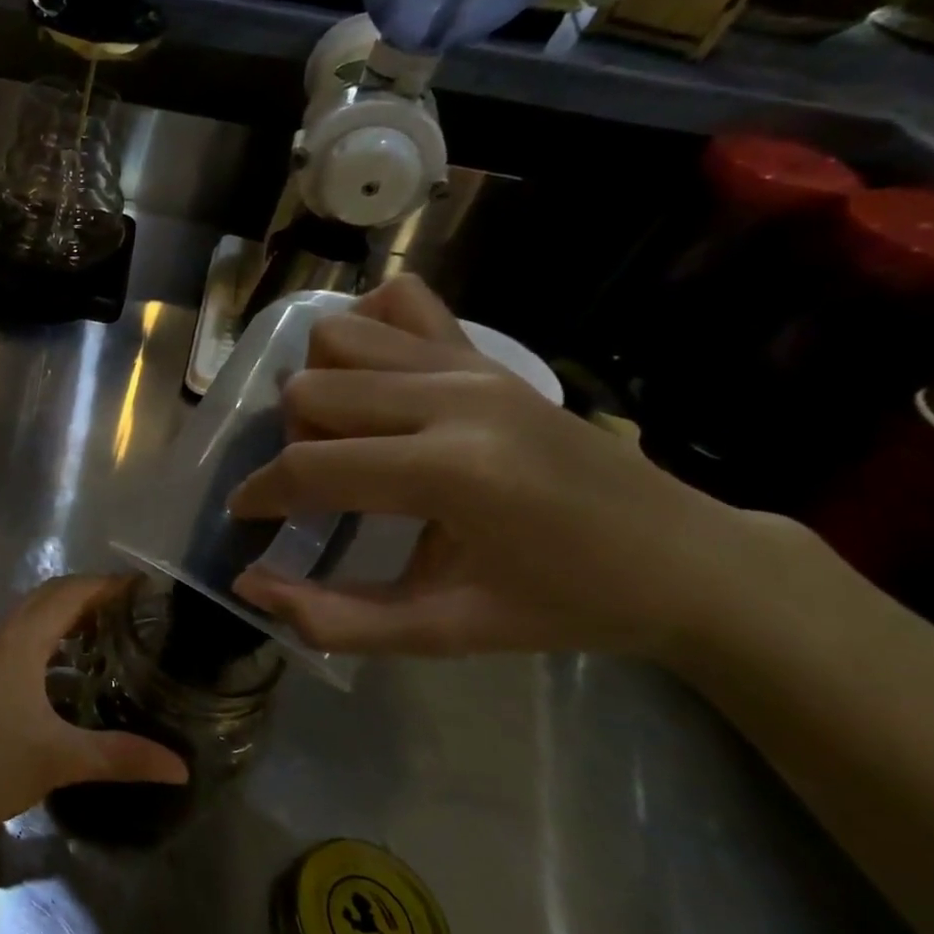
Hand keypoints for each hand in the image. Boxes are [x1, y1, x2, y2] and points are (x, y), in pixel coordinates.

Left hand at [0, 576, 188, 838]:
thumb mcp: (57, 760)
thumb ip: (119, 757)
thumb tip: (180, 767)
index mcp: (19, 641)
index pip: (68, 592)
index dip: (105, 584)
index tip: (142, 586)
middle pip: (44, 600)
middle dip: (86, 597)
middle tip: (128, 613)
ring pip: (24, 625)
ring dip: (60, 624)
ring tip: (100, 644)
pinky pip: (10, 648)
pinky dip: (40, 648)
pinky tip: (54, 685)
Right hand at [227, 275, 772, 658]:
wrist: (689, 561)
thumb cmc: (565, 606)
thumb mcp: (445, 632)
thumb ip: (337, 619)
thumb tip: (249, 585)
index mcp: (452, 472)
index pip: (311, 466)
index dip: (260, 493)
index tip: (244, 515)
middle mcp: (455, 398)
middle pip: (310, 391)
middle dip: (292, 444)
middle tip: (319, 489)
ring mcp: (473, 363)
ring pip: (338, 337)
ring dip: (320, 387)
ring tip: (348, 437)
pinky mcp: (487, 352)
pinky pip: (398, 302)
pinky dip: (365, 330)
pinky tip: (375, 382)